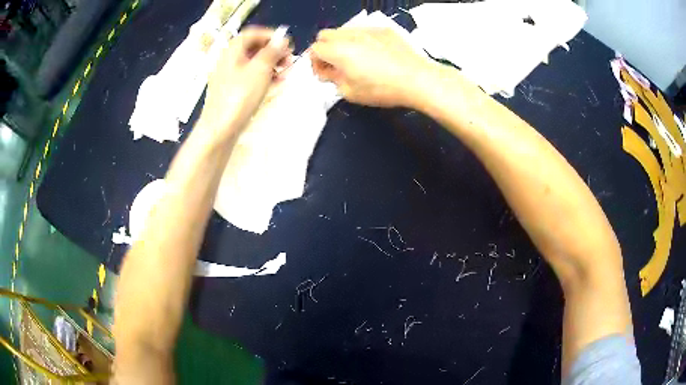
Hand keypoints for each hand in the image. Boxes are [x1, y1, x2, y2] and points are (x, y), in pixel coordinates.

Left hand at [199, 27, 291, 135]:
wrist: (220, 129)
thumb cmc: (239, 97)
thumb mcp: (260, 70)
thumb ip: (272, 51)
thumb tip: (281, 40)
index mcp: (233, 51)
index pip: (252, 34)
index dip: (271, 36)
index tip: (286, 45)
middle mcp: (229, 61)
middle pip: (254, 48)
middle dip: (274, 52)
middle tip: (289, 61)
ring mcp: (229, 77)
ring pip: (254, 64)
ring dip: (271, 65)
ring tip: (285, 74)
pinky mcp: (232, 92)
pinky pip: (250, 77)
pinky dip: (264, 77)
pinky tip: (275, 85)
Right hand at [310, 27, 432, 107]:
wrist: (417, 79)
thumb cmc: (382, 89)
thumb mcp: (350, 93)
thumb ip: (333, 79)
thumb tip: (329, 72)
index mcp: (338, 50)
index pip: (314, 49)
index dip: (315, 63)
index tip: (325, 73)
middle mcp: (349, 35)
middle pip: (324, 35)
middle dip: (325, 49)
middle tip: (336, 65)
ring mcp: (367, 29)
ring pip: (344, 30)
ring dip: (342, 43)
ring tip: (357, 59)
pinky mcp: (383, 29)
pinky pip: (363, 31)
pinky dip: (360, 40)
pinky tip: (375, 54)